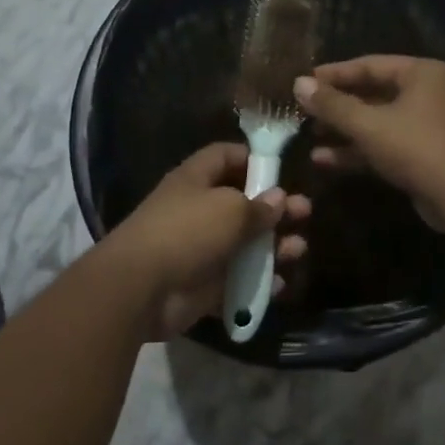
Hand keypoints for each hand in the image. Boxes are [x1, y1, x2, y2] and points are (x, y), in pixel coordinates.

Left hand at [105, 141, 310, 339]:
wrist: (141, 288)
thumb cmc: (186, 232)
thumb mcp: (229, 210)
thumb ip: (258, 206)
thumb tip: (280, 198)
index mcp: (196, 180)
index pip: (225, 157)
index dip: (253, 158)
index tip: (282, 169)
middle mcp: (198, 210)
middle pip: (243, 203)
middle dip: (275, 208)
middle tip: (304, 213)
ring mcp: (202, 249)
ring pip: (246, 244)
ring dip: (274, 246)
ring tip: (297, 250)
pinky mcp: (205, 284)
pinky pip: (238, 280)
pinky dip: (259, 282)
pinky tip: (279, 284)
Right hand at [293, 56, 444, 232]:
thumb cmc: (416, 147)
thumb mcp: (368, 124)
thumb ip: (332, 104)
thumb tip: (298, 83)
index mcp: (420, 73)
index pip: (369, 65)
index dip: (334, 74)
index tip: (304, 82)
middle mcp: (425, 93)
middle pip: (372, 93)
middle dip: (337, 105)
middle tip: (303, 111)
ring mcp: (425, 125)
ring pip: (376, 122)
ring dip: (344, 130)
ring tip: (309, 137)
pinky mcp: (421, 154)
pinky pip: (383, 145)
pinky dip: (358, 150)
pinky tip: (325, 160)